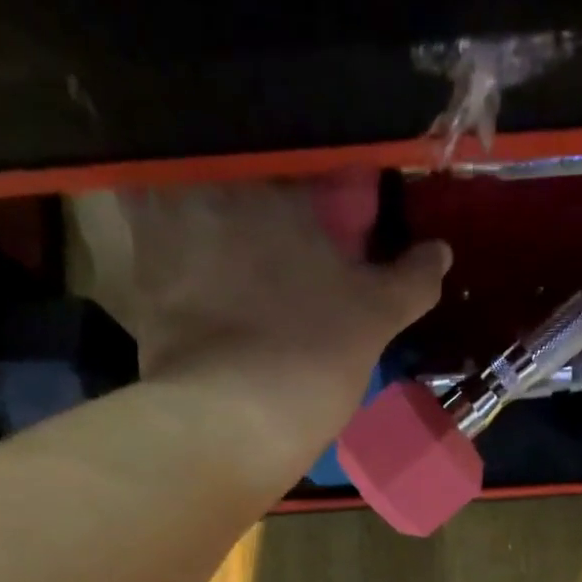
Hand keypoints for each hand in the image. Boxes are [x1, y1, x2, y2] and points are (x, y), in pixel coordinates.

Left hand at [75, 181, 448, 442]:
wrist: (232, 421)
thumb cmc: (313, 357)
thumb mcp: (375, 319)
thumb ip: (410, 280)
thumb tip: (441, 250)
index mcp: (280, 188)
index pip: (301, 160)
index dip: (317, 185)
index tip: (327, 212)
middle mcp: (216, 190)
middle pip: (233, 167)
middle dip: (251, 185)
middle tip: (272, 221)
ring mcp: (168, 231)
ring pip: (180, 193)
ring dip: (197, 203)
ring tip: (223, 237)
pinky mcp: (140, 278)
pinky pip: (151, 242)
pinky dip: (166, 247)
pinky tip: (189, 272)